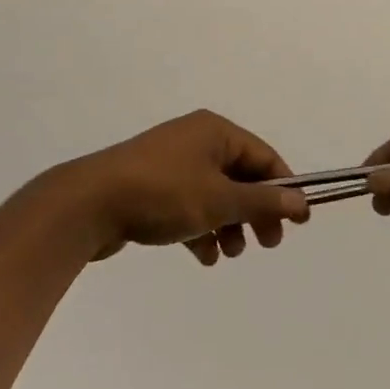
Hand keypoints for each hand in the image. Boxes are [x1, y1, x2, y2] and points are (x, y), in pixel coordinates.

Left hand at [27, 111, 309, 264]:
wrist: (88, 204)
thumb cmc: (162, 193)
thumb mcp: (219, 199)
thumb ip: (262, 202)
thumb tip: (300, 202)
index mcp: (215, 132)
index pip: (263, 157)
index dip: (284, 188)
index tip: (299, 222)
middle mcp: (195, 140)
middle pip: (240, 176)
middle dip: (255, 211)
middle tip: (267, 244)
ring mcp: (171, 163)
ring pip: (214, 194)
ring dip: (228, 224)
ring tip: (229, 253)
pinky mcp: (151, 187)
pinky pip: (188, 205)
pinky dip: (201, 228)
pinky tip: (203, 257)